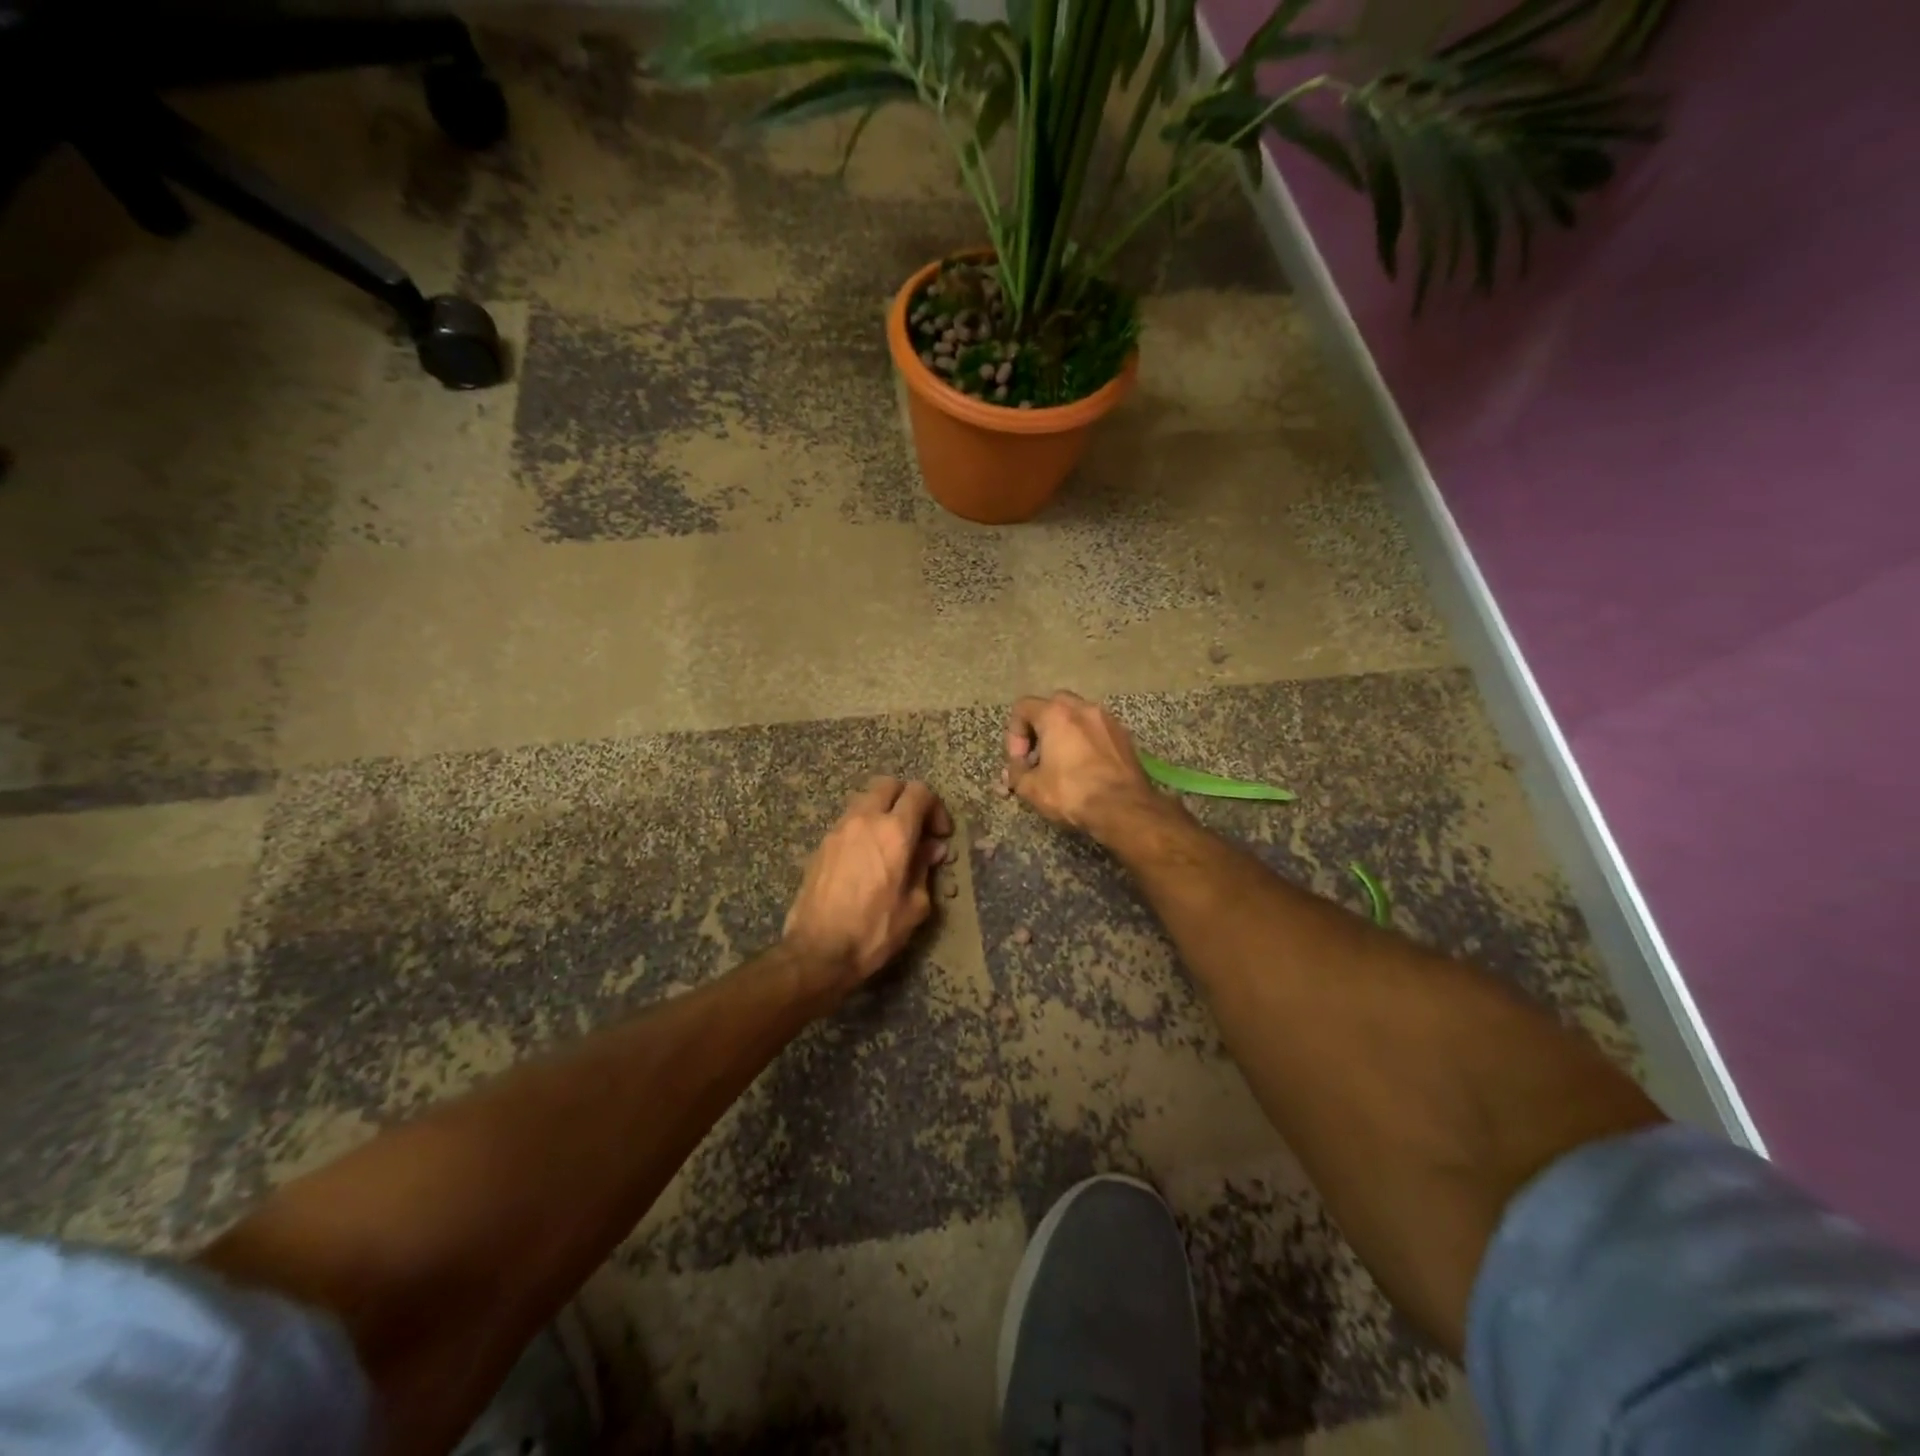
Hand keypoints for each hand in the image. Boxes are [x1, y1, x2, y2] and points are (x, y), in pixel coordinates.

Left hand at [783, 776, 953, 991]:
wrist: (817, 951)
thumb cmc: (874, 931)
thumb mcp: (914, 906)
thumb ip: (924, 869)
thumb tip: (931, 849)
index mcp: (894, 832)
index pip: (919, 792)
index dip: (935, 808)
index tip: (939, 835)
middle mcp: (865, 820)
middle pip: (889, 784)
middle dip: (907, 799)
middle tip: (916, 828)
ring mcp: (838, 829)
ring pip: (865, 799)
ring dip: (882, 811)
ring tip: (891, 844)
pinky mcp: (821, 845)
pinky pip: (848, 821)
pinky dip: (863, 827)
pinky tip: (868, 858)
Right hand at [1004, 691, 1162, 837]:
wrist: (1124, 808)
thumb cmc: (1072, 793)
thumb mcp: (1031, 788)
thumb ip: (1016, 773)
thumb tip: (1013, 770)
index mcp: (1056, 714)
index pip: (1023, 707)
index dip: (1014, 734)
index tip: (1020, 761)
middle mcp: (1083, 708)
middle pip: (1052, 705)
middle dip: (1040, 728)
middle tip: (1038, 756)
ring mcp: (1108, 720)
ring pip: (1078, 716)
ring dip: (1065, 734)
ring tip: (1062, 764)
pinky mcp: (1125, 736)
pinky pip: (1097, 731)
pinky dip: (1086, 742)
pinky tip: (1085, 768)